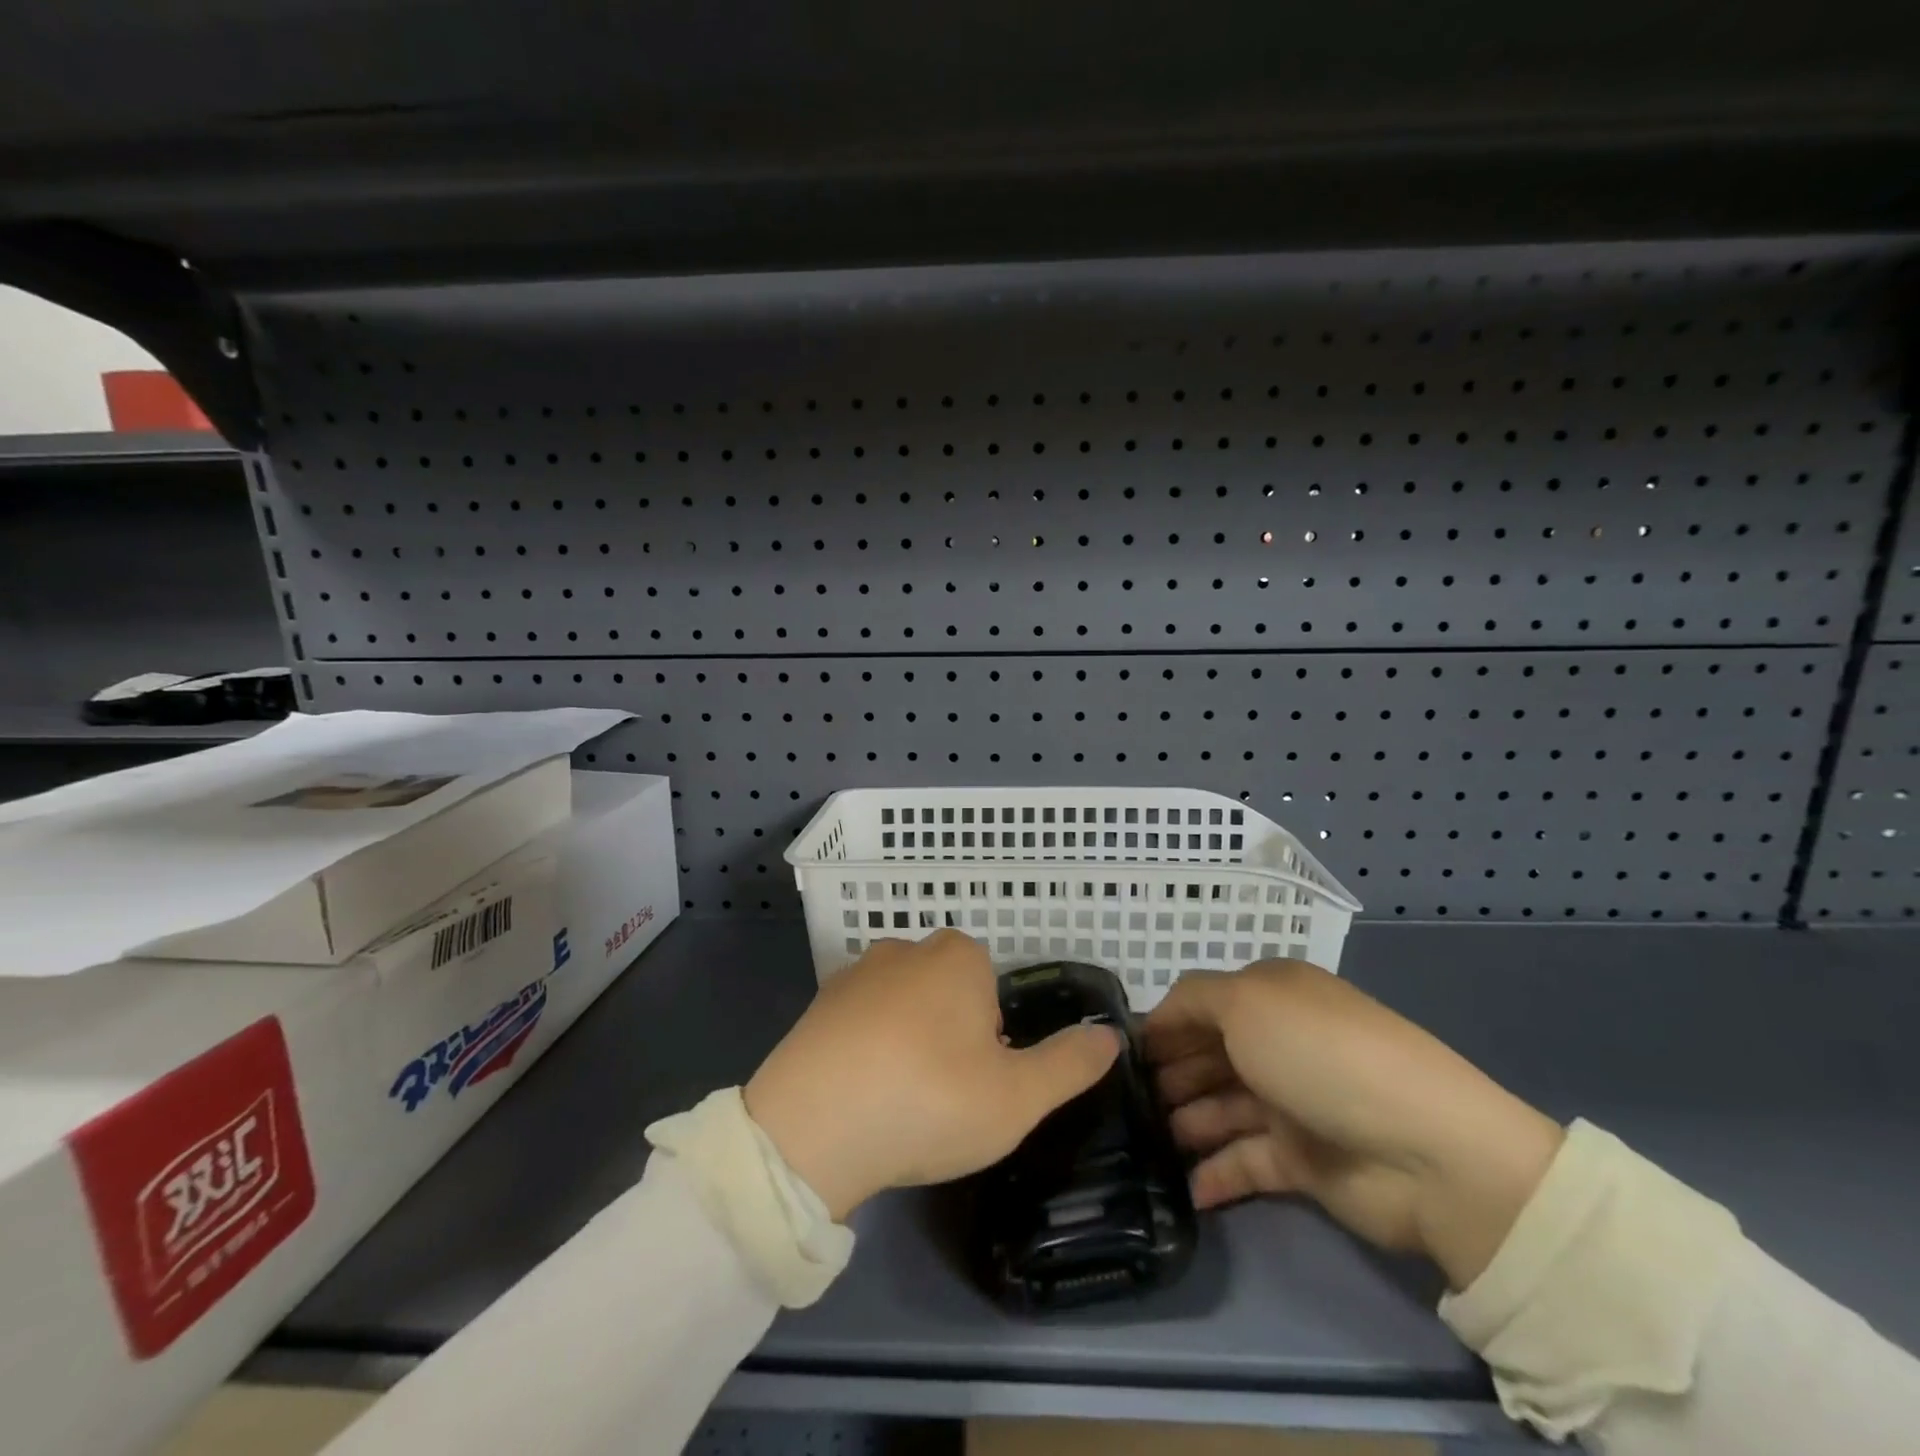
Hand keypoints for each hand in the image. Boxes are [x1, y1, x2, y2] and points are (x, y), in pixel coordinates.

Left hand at [744, 931, 1120, 1220]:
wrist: (810, 1129)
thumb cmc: (928, 1101)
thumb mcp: (1018, 1096)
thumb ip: (1070, 1064)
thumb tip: (1111, 1035)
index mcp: (958, 957)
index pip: (992, 988)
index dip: (992, 1037)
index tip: (978, 1080)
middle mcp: (905, 949)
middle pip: (948, 993)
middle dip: (952, 1035)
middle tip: (944, 1094)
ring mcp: (855, 974)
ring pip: (903, 1007)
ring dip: (908, 1044)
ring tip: (900, 1100)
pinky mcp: (816, 1005)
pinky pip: (860, 1024)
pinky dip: (866, 1051)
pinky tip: (859, 1095)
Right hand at [1143, 960, 1563, 1289]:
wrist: (1426, 1151)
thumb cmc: (1319, 1055)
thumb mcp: (1246, 1001)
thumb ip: (1191, 1000)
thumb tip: (1157, 1018)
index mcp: (1268, 997)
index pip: (1197, 1006)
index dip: (1158, 1027)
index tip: (1116, 1056)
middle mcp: (1276, 1043)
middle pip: (1204, 1057)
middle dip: (1164, 1077)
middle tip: (1119, 1105)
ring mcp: (1290, 1103)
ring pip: (1218, 1109)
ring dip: (1182, 1124)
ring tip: (1141, 1146)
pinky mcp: (1302, 1160)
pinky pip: (1244, 1162)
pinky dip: (1214, 1172)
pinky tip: (1182, 1187)